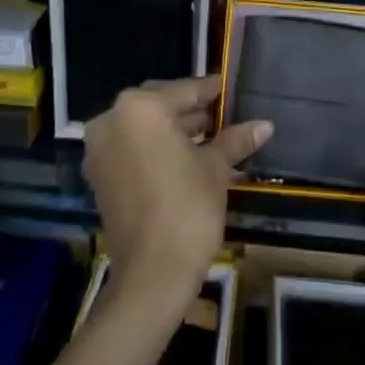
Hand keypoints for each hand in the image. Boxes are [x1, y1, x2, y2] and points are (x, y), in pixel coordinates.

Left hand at [83, 76, 270, 313]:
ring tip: (212, 136)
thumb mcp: (215, 168)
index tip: (230, 89)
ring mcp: (101, 148)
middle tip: (224, 114)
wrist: (152, 275)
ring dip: (174, 129)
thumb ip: (235, 139)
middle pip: (160, 105)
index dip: (212, 91)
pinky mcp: (100, 174)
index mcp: (140, 108)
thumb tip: (265, 124)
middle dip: (191, 110)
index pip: (184, 90)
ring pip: (144, 127)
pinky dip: (156, 147)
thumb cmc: (188, 209)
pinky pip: (132, 147)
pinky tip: (188, 156)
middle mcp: (113, 119)